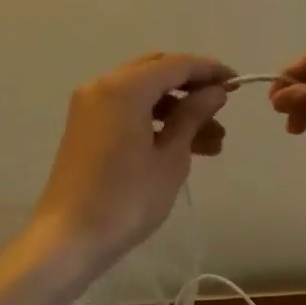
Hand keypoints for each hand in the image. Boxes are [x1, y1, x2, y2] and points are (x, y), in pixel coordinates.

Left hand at [28, 52, 232, 277]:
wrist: (68, 239)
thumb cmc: (126, 199)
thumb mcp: (170, 157)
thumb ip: (193, 116)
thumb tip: (215, 91)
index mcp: (125, 87)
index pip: (176, 65)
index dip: (210, 70)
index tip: (238, 83)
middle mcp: (104, 85)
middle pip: (158, 72)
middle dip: (193, 89)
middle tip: (223, 109)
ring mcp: (91, 105)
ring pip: (145, 93)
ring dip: (178, 110)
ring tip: (215, 143)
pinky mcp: (87, 126)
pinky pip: (128, 109)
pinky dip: (156, 120)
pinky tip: (184, 145)